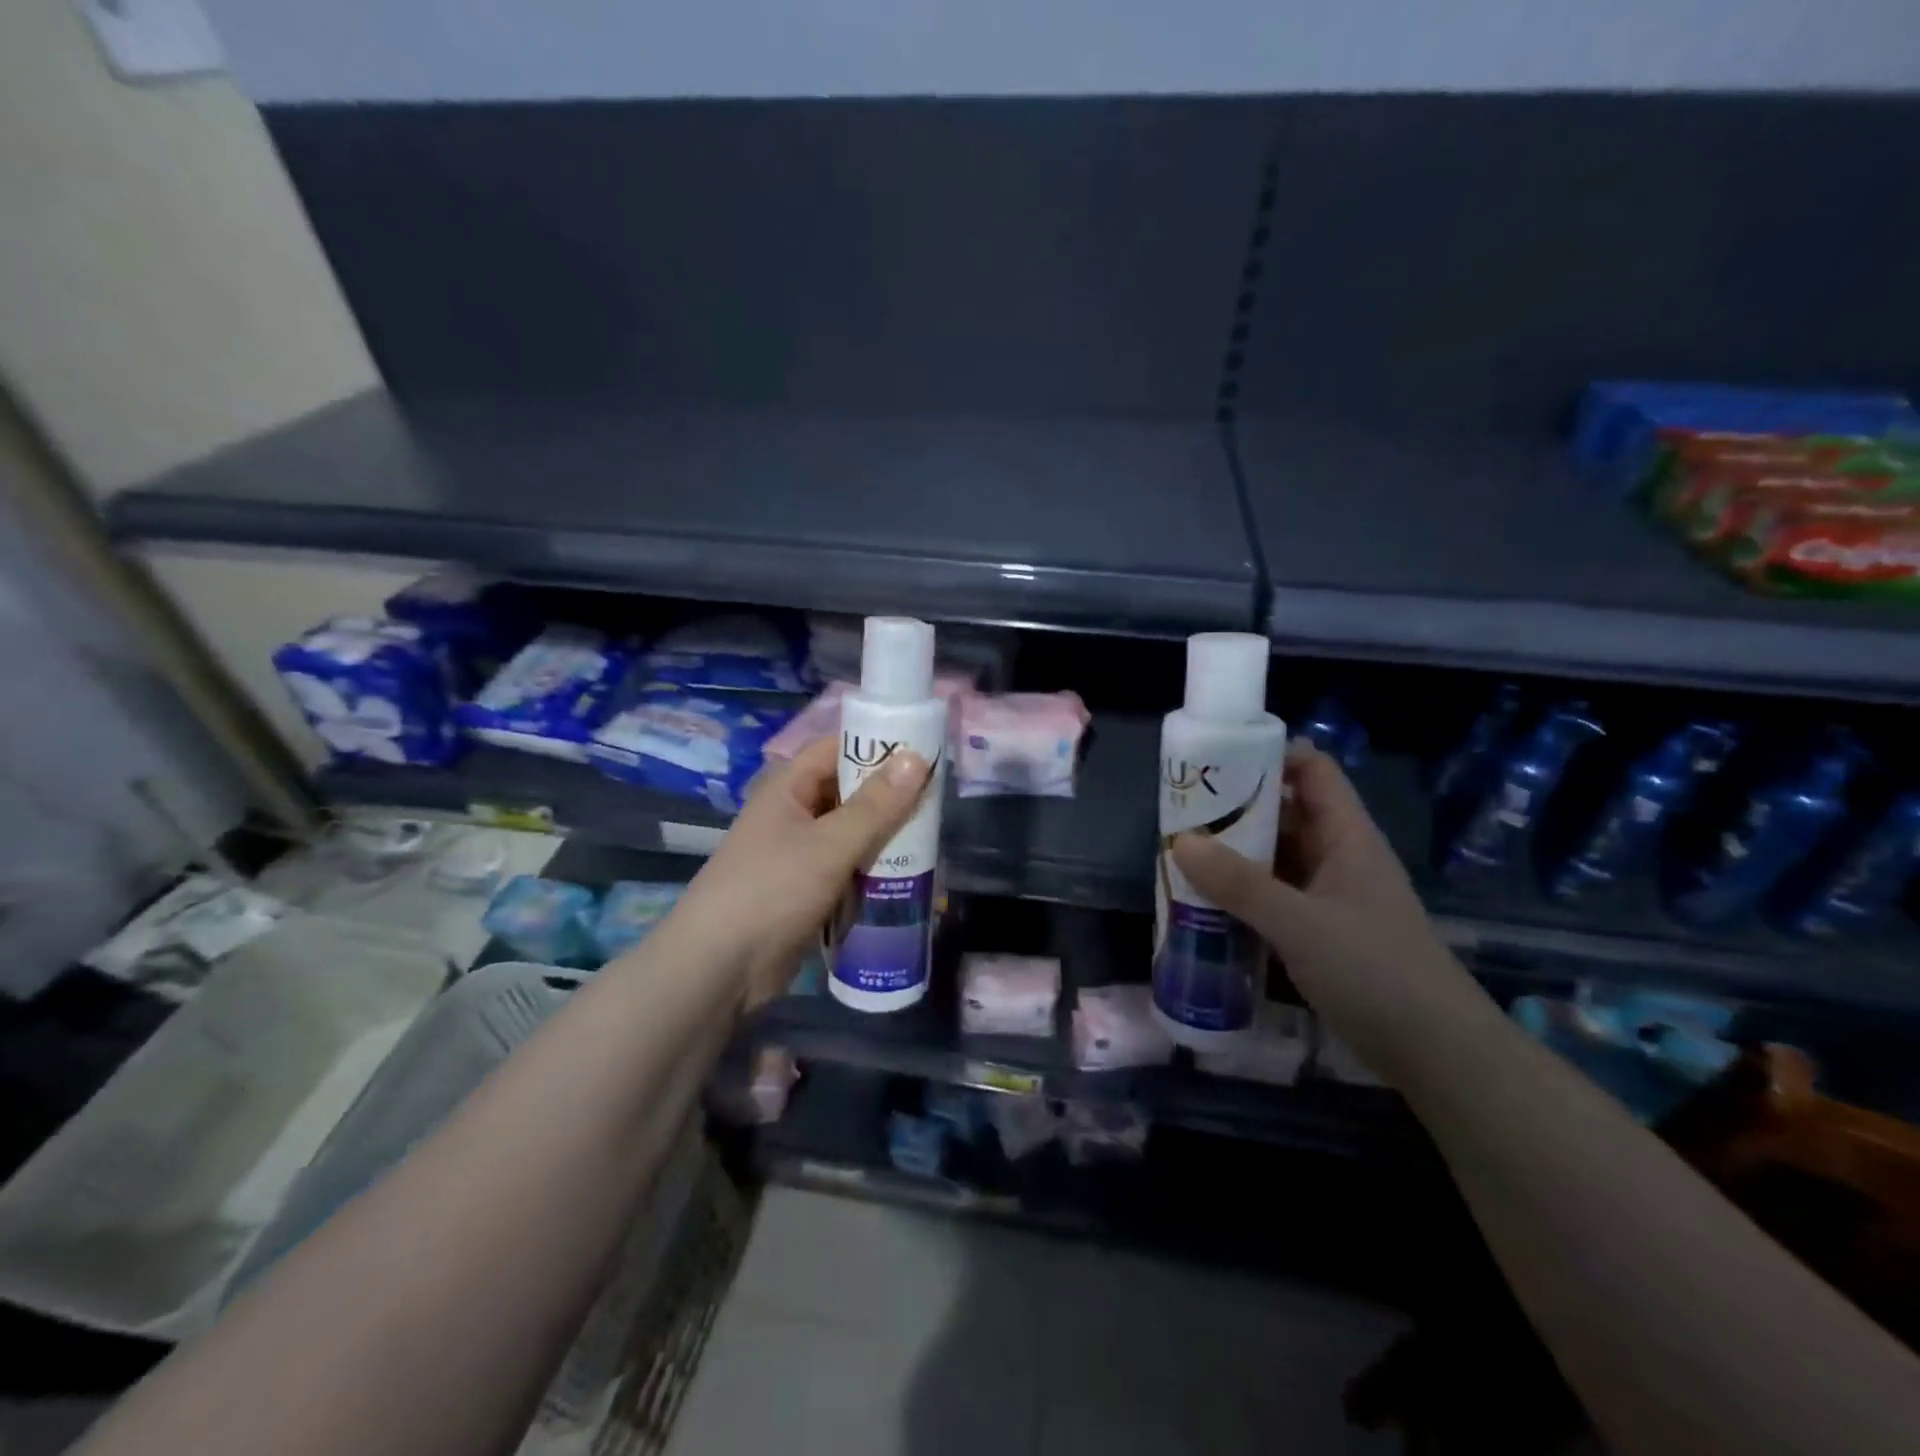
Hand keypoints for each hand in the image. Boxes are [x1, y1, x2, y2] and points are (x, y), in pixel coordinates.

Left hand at [665, 737, 932, 1008]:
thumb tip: (917, 758)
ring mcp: (800, 854)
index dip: (878, 746)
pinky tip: (908, 876)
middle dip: (890, 797)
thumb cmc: (772, 890)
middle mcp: (794, 814)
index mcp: (789, 788)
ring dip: (886, 837)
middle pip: (849, 792)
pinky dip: (874, 869)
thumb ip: (876, 805)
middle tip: (939, 802)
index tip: (924, 753)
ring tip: (933, 838)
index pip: (837, 749)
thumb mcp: (829, 844)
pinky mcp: (808, 890)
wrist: (720, 968)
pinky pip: (849, 868)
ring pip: (853, 833)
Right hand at [1170, 741, 1484, 1086]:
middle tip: (1182, 812)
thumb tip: (1181, 842)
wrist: (1437, 1054)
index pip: (1311, 771)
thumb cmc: (1375, 971)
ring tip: (1183, 854)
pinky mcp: (1322, 933)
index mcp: (1347, 837)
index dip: (1268, 755)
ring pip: (1277, 859)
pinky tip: (1207, 903)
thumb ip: (1240, 884)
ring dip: (1235, 856)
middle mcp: (1339, 857)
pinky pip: (1275, 898)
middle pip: (1286, 813)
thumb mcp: (1300, 924)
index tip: (1215, 762)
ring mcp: (1331, 897)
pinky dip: (1243, 895)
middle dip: (1236, 809)